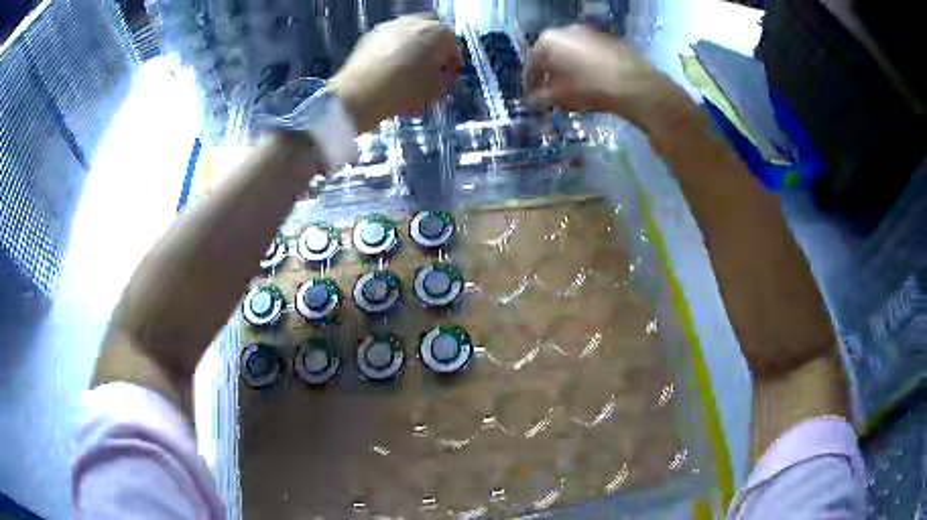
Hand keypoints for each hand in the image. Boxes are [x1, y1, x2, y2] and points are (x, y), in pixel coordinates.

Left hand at [330, 15, 460, 132]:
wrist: (359, 95)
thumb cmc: (400, 90)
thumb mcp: (435, 90)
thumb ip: (445, 80)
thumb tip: (443, 78)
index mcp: (439, 33)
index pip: (455, 45)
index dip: (453, 64)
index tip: (449, 77)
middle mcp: (415, 22)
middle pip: (432, 36)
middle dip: (433, 53)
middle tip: (431, 72)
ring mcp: (390, 26)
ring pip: (409, 37)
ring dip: (413, 53)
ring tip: (408, 77)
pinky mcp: (370, 36)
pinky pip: (390, 42)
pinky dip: (393, 54)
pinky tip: (390, 75)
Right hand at [524, 26, 691, 132]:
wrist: (634, 85)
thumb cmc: (589, 88)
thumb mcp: (560, 97)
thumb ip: (541, 98)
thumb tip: (533, 101)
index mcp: (547, 41)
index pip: (532, 65)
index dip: (530, 84)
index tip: (531, 99)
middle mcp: (566, 31)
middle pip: (552, 56)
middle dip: (551, 76)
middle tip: (551, 95)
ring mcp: (590, 34)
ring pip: (572, 55)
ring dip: (569, 72)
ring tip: (572, 92)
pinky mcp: (610, 41)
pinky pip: (590, 57)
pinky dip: (586, 69)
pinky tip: (592, 85)